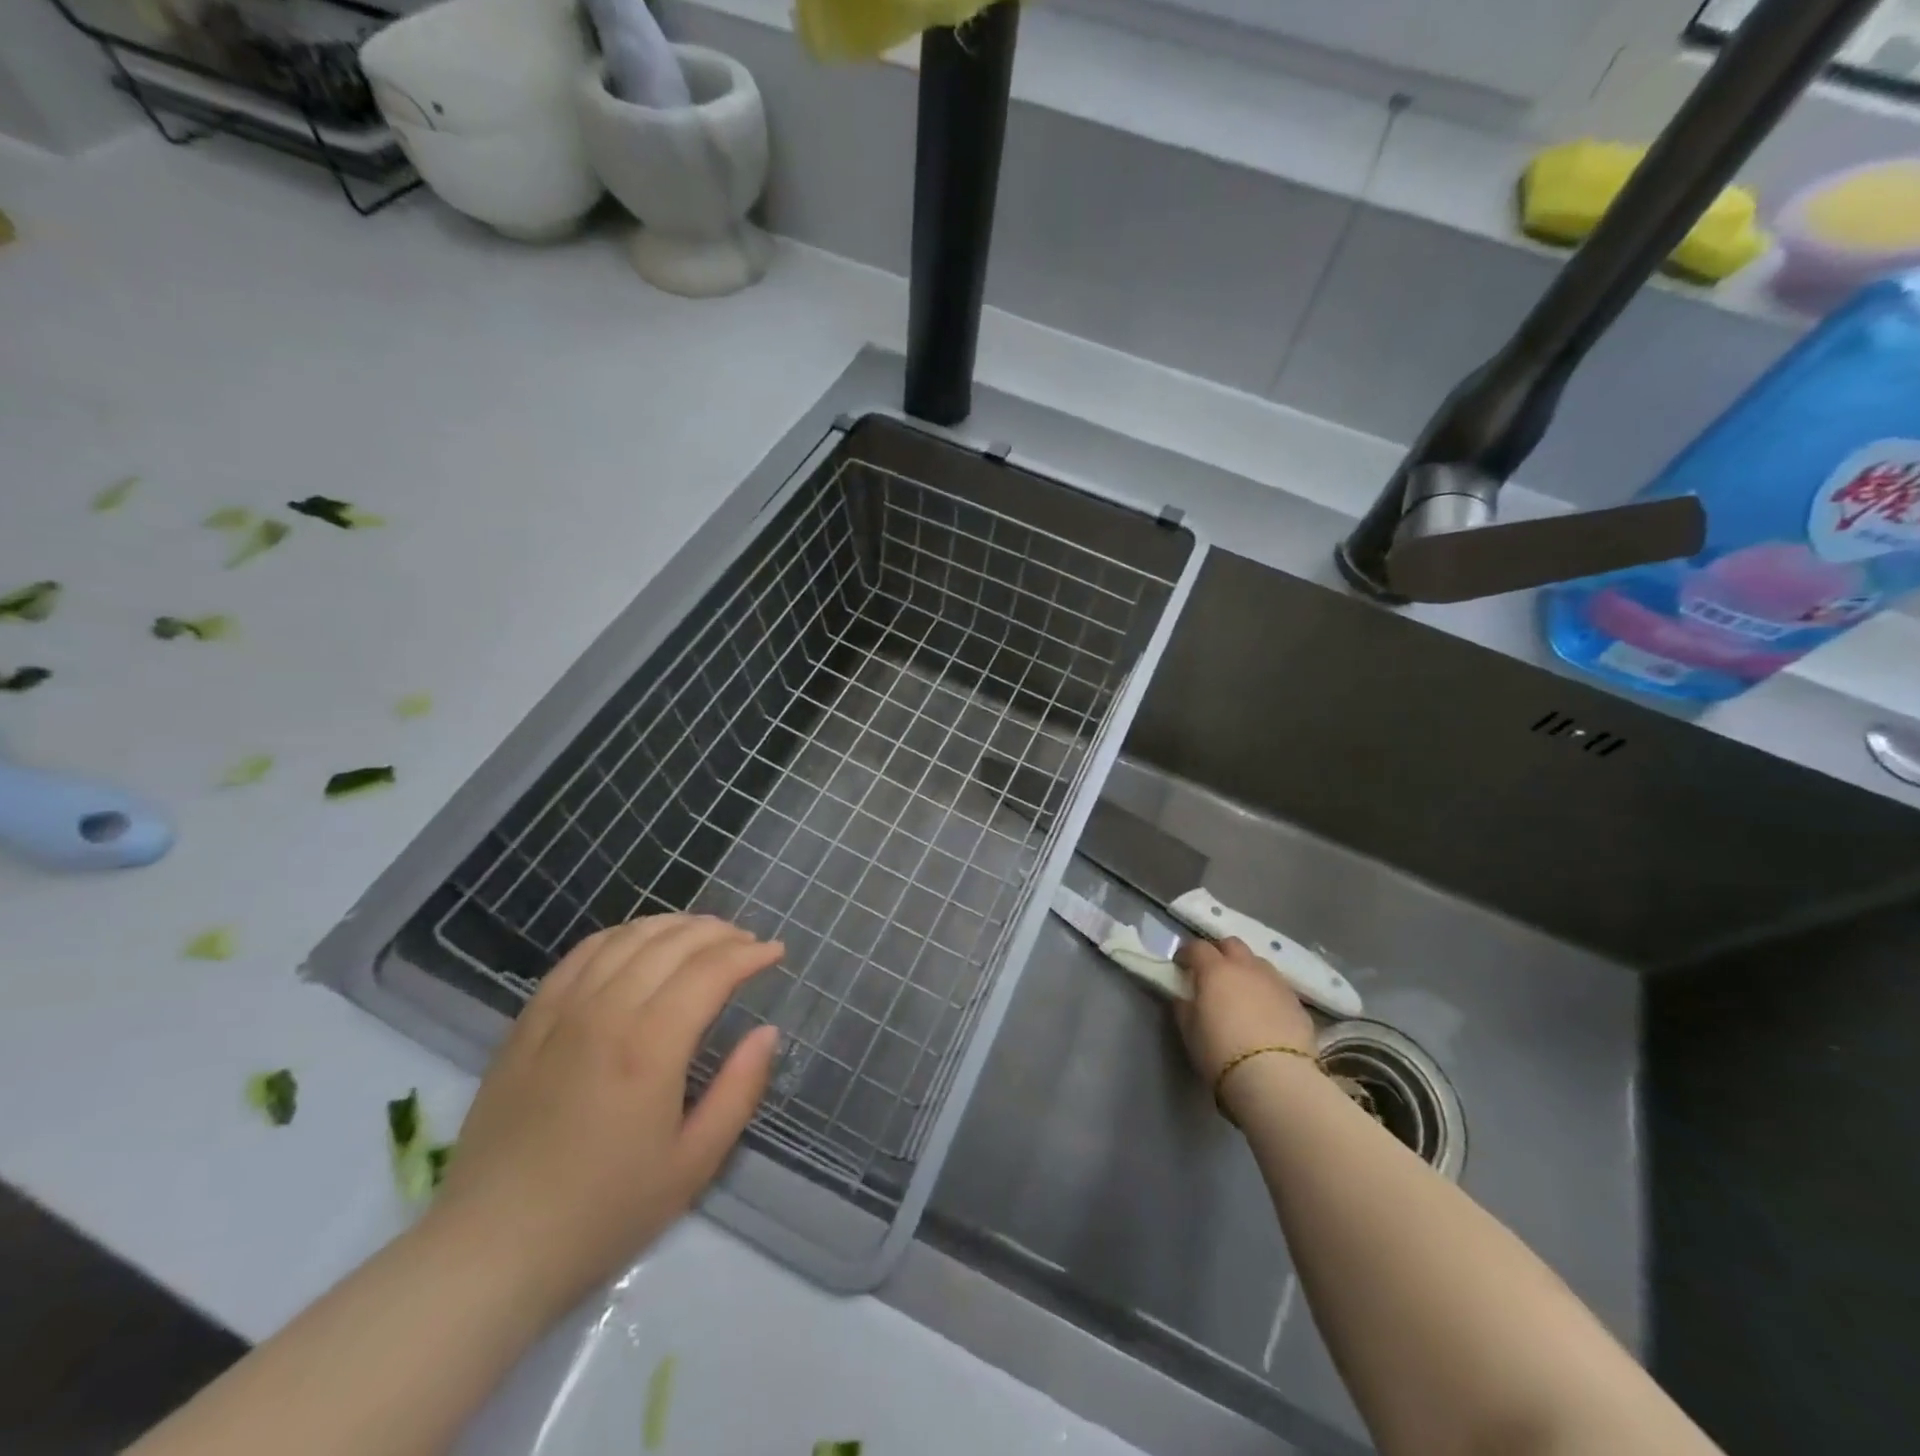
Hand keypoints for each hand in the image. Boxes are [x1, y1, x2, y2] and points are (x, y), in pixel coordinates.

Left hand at [425, 915, 782, 1318]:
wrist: (491, 1250)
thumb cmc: (604, 1213)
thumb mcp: (694, 1164)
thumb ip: (740, 1090)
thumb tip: (767, 1032)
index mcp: (650, 1047)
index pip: (710, 971)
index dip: (749, 954)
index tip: (775, 953)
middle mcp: (606, 1013)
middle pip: (672, 943)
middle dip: (719, 933)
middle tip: (747, 943)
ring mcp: (561, 1012)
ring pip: (627, 938)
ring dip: (674, 926)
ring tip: (702, 935)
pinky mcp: (528, 1021)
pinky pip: (581, 954)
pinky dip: (621, 935)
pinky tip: (638, 943)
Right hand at [1173, 936, 1317, 1085]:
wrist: (1275, 1078)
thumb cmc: (1221, 1052)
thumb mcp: (1189, 1031)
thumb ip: (1185, 1007)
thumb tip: (1185, 997)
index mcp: (1216, 970)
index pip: (1197, 947)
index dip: (1187, 953)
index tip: (1181, 965)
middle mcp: (1246, 967)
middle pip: (1232, 944)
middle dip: (1220, 952)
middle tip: (1212, 972)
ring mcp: (1275, 983)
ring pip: (1258, 963)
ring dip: (1246, 970)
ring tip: (1241, 992)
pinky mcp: (1297, 1003)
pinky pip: (1277, 986)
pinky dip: (1266, 991)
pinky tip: (1264, 1012)